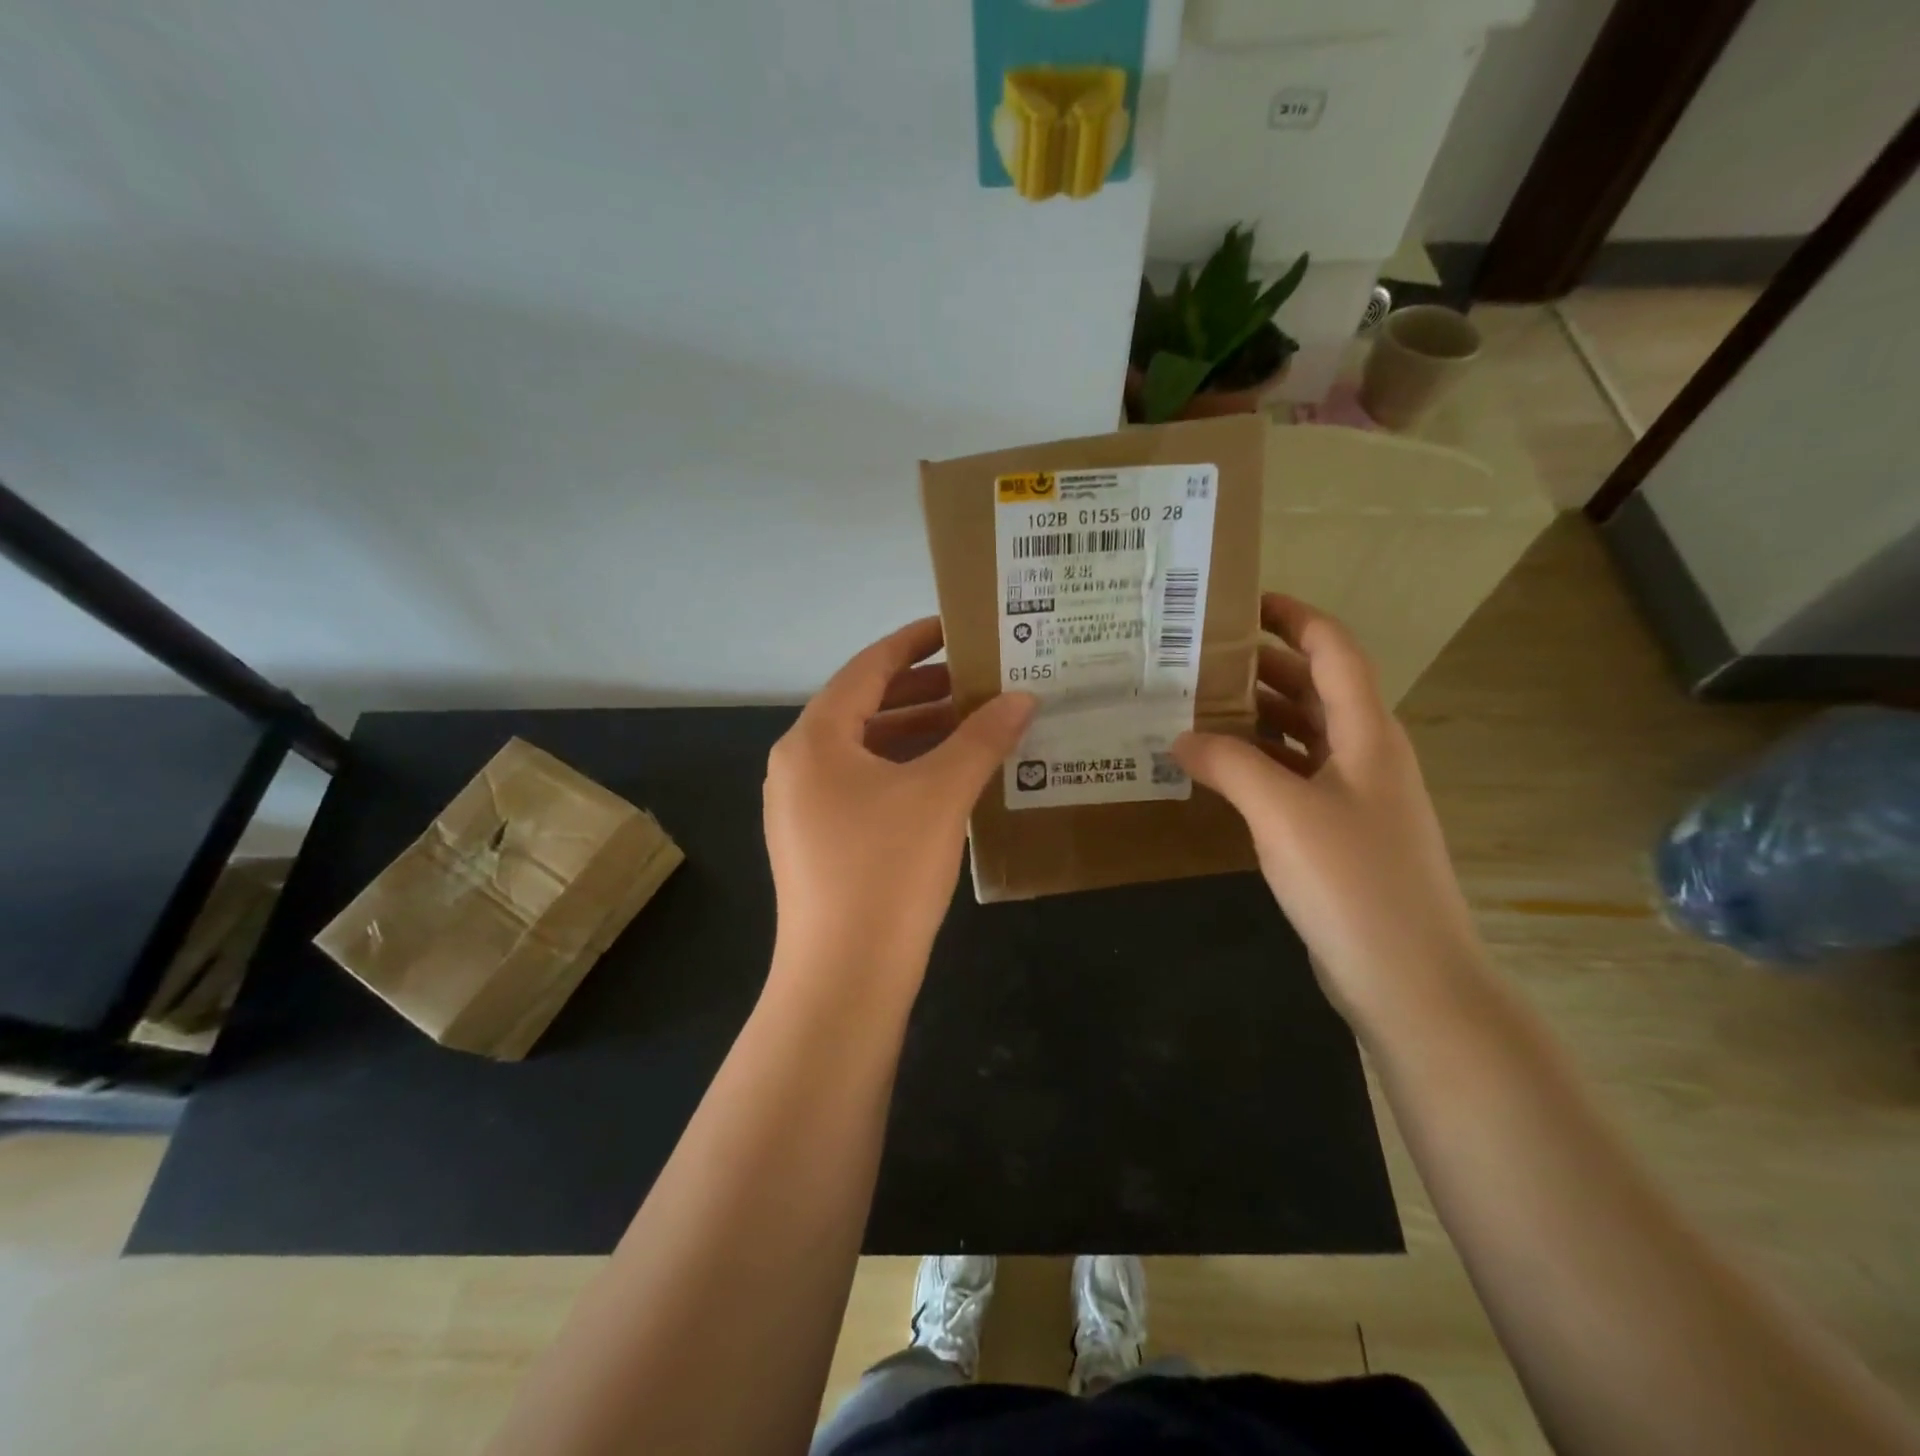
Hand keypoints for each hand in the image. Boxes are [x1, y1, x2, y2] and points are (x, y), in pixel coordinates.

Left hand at [764, 617, 1034, 989]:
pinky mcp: (816, 841)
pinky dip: (902, 770)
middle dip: (921, 691)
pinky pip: (862, 785)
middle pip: (864, 707)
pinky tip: (945, 778)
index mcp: (815, 738)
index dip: (913, 643)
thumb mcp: (940, 794)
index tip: (955, 627)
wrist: (843, 978)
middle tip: (976, 679)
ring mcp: (802, 806)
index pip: (867, 668)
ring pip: (864, 750)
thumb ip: (982, 738)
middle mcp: (798, 764)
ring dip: (915, 733)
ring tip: (971, 724)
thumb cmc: (886, 870)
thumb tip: (1023, 697)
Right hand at [1173, 594, 1480, 1028]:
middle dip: (1264, 665)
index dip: (1294, 618)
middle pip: (1316, 689)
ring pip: (1304, 734)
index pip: (1334, 651)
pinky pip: (1295, 777)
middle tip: (1200, 657)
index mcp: (1367, 733)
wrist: (1409, 979)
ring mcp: (1355, 797)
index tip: (1243, 603)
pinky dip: (1260, 762)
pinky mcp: (1340, 834)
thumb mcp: (1282, 813)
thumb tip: (1181, 737)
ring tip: (1198, 706)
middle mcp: (1366, 755)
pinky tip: (1220, 770)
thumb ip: (1229, 765)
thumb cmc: (1352, 881)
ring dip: (1258, 715)